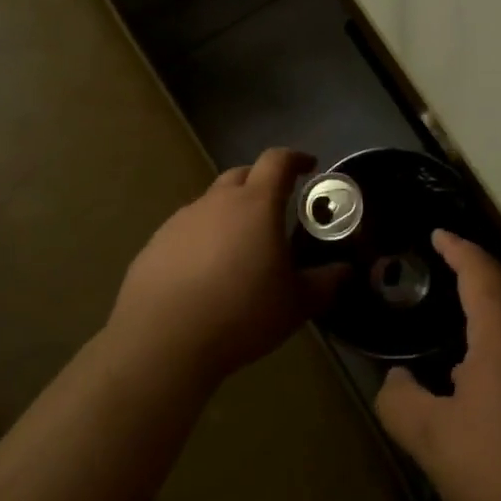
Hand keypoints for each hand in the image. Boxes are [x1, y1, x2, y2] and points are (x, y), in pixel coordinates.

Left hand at [109, 147, 338, 388]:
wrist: (161, 342)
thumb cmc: (241, 314)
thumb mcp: (296, 304)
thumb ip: (325, 283)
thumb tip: (345, 271)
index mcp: (256, 204)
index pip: (278, 161)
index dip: (295, 159)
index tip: (309, 166)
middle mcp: (216, 202)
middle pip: (241, 175)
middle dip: (261, 183)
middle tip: (276, 208)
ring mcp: (180, 222)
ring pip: (211, 204)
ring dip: (229, 214)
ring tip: (239, 248)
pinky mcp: (154, 246)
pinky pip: (186, 232)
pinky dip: (201, 241)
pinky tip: (204, 275)